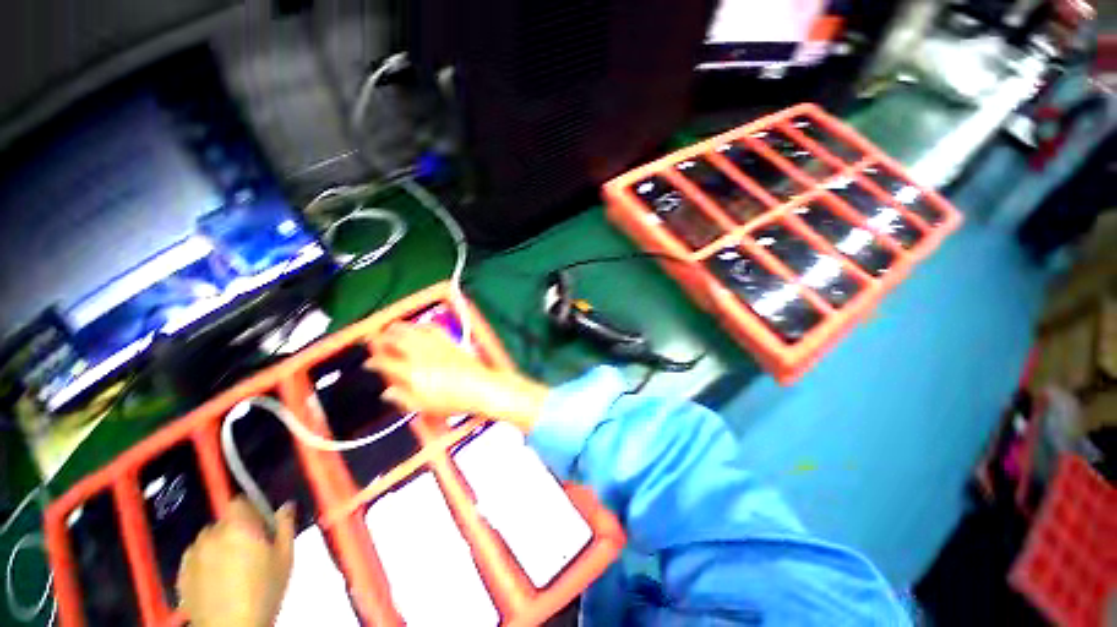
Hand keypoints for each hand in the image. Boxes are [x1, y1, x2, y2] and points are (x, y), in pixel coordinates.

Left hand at [177, 498, 294, 626]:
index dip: (250, 509)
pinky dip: (205, 562)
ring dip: (219, 546)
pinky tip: (217, 581)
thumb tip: (286, 506)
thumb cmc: (264, 590)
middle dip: (236, 530)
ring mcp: (192, 555)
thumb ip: (285, 526)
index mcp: (238, 527)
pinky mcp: (181, 574)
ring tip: (232, 568)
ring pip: (208, 540)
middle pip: (223, 522)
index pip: (238, 502)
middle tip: (251, 550)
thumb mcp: (285, 557)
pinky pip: (196, 558)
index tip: (261, 524)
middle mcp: (211, 535)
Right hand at [367, 324, 548, 431]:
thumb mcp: (425, 406)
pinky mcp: (450, 342)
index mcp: (413, 373)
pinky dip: (423, 325)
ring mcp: (438, 346)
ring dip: (400, 328)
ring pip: (414, 331)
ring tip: (392, 327)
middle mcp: (422, 355)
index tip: (368, 362)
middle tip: (375, 338)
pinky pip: (433, 329)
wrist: (481, 387)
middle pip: (398, 340)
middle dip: (383, 338)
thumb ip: (403, 398)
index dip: (374, 362)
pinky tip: (419, 326)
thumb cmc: (454, 401)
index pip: (387, 363)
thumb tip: (387, 392)